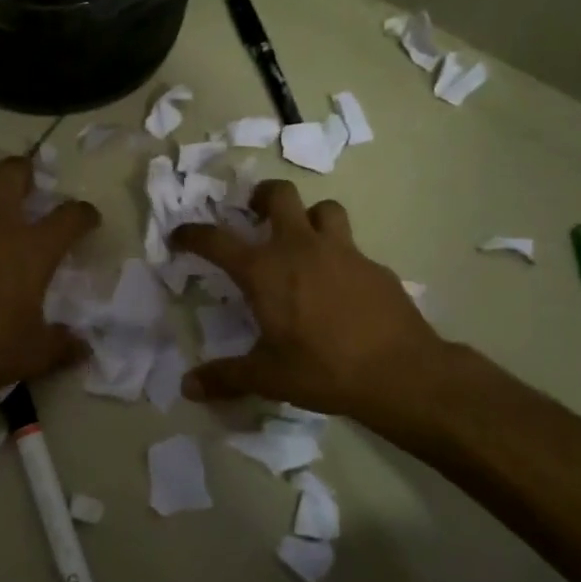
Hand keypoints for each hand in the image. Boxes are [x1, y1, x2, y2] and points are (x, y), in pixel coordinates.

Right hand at [169, 181, 461, 432]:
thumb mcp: (268, 377)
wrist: (400, 372)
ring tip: (303, 240)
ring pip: (324, 209)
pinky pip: (351, 246)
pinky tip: (340, 284)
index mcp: (265, 270)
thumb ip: (225, 377)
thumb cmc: (323, 369)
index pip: (216, 240)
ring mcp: (342, 251)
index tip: (180, 235)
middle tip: (255, 214)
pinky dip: (339, 255)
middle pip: (280, 194)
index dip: (192, 234)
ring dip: (309, 217)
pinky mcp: (374, 265)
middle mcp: (300, 248)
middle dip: (262, 196)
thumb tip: (187, 387)